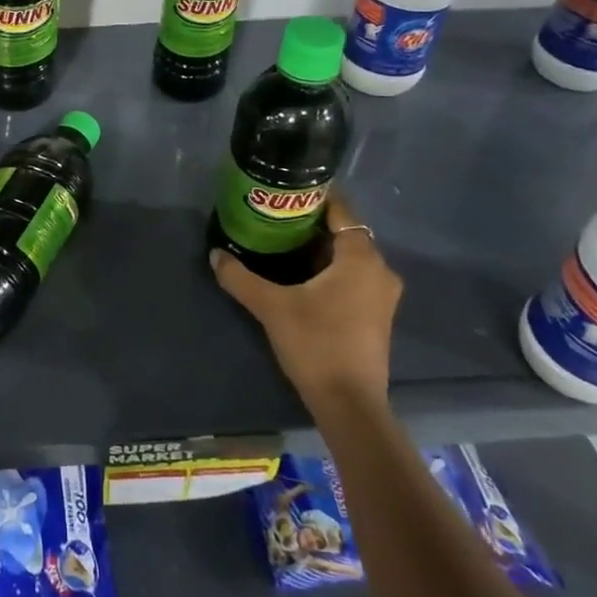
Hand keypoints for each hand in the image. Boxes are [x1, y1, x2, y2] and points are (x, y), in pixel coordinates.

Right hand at [210, 191, 402, 405]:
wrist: (349, 404)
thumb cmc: (316, 343)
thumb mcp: (271, 306)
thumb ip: (241, 277)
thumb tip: (215, 254)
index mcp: (361, 257)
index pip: (341, 211)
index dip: (315, 198)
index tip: (285, 193)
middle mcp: (379, 269)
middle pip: (344, 233)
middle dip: (311, 224)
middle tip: (274, 218)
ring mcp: (382, 295)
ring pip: (349, 257)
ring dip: (319, 249)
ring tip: (282, 243)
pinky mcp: (376, 315)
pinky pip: (353, 276)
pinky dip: (330, 270)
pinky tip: (301, 277)